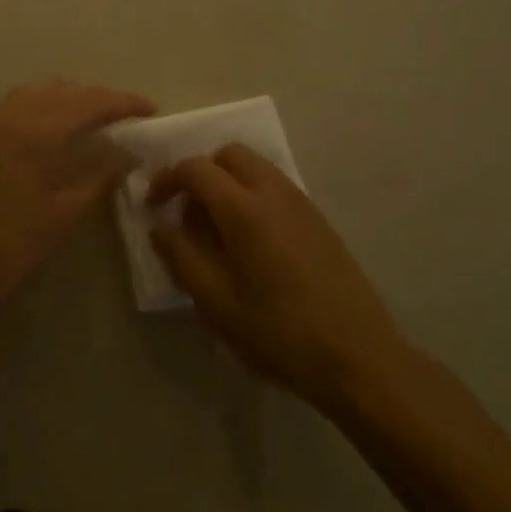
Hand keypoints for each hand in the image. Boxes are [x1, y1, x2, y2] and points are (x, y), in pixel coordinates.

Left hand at [0, 79, 155, 321]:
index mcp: (34, 131)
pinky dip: (30, 110)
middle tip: (122, 116)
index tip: (150, 108)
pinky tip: (39, 131)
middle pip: (61, 91)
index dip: (123, 102)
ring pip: (31, 94)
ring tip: (87, 118)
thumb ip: (101, 174)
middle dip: (95, 99)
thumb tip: (128, 151)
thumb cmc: (12, 247)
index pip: (89, 102)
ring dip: (63, 99)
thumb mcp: (66, 213)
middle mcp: (6, 116)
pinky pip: (5, 110)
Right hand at [149, 145, 412, 411]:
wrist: (358, 356)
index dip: (168, 179)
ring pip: (255, 167)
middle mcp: (273, 192)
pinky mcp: (318, 220)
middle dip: (201, 173)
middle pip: (229, 155)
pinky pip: (275, 187)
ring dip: (228, 183)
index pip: (196, 169)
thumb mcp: (217, 304)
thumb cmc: (279, 333)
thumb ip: (181, 258)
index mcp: (244, 208)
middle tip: (188, 214)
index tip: (152, 205)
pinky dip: (252, 196)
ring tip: (217, 233)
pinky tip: (251, 244)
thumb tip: (159, 228)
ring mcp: (301, 203)